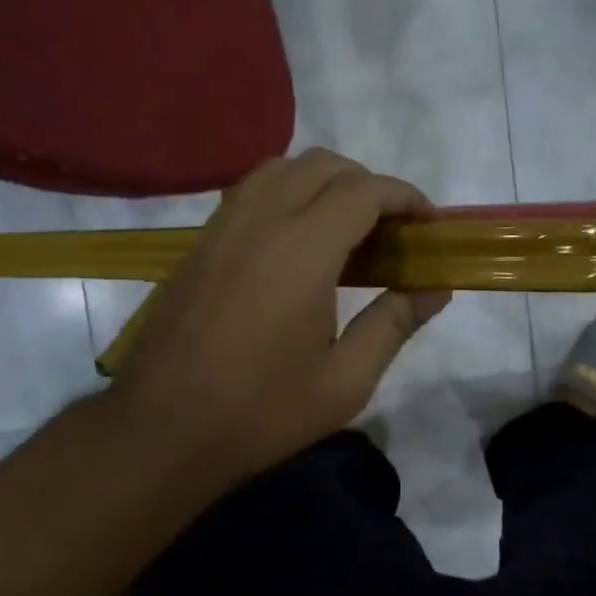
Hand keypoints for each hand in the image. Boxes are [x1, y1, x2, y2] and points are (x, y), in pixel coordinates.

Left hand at [106, 150, 451, 492]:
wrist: (161, 430)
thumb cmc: (261, 412)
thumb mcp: (345, 382)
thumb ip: (394, 324)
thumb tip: (435, 289)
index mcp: (302, 251)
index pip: (364, 191)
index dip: (405, 197)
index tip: (429, 224)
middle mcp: (260, 221)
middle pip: (323, 165)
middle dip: (368, 183)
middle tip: (391, 229)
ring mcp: (222, 228)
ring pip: (281, 169)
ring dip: (324, 182)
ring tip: (345, 229)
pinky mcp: (199, 245)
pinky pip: (250, 192)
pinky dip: (286, 194)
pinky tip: (296, 244)